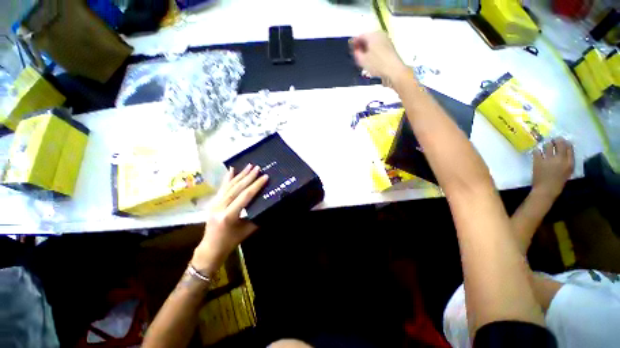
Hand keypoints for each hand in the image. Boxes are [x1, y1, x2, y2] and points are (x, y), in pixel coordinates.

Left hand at [191, 164, 267, 273]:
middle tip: (257, 167)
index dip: (256, 185)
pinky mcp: (212, 202)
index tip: (264, 176)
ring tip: (249, 166)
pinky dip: (227, 178)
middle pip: (236, 188)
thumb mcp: (247, 230)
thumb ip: (257, 216)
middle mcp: (220, 207)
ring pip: (229, 186)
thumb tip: (268, 204)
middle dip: (248, 177)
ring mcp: (214, 203)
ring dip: (240, 175)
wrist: (210, 248)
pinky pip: (222, 188)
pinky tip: (231, 169)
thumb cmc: (231, 241)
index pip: (245, 196)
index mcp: (229, 215)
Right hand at [350, 31, 407, 82]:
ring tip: (363, 59)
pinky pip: (378, 48)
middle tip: (357, 54)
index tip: (351, 49)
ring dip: (367, 50)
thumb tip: (355, 50)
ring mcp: (386, 40)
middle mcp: (380, 35)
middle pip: (368, 39)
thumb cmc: (377, 64)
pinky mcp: (390, 48)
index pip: (360, 36)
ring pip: (373, 43)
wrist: (393, 70)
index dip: (354, 42)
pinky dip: (373, 52)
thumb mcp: (362, 60)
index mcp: (373, 35)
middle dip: (361, 46)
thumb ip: (356, 53)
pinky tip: (371, 61)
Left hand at [532, 138, 573, 200]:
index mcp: (569, 163)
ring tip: (545, 145)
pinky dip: (537, 150)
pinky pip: (537, 151)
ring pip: (547, 145)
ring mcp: (548, 160)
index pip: (569, 147)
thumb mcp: (567, 171)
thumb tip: (565, 150)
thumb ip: (567, 161)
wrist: (546, 190)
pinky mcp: (538, 161)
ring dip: (546, 144)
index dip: (565, 142)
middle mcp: (560, 159)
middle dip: (556, 140)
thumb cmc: (557, 182)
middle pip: (559, 143)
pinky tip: (537, 152)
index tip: (562, 141)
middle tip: (553, 140)